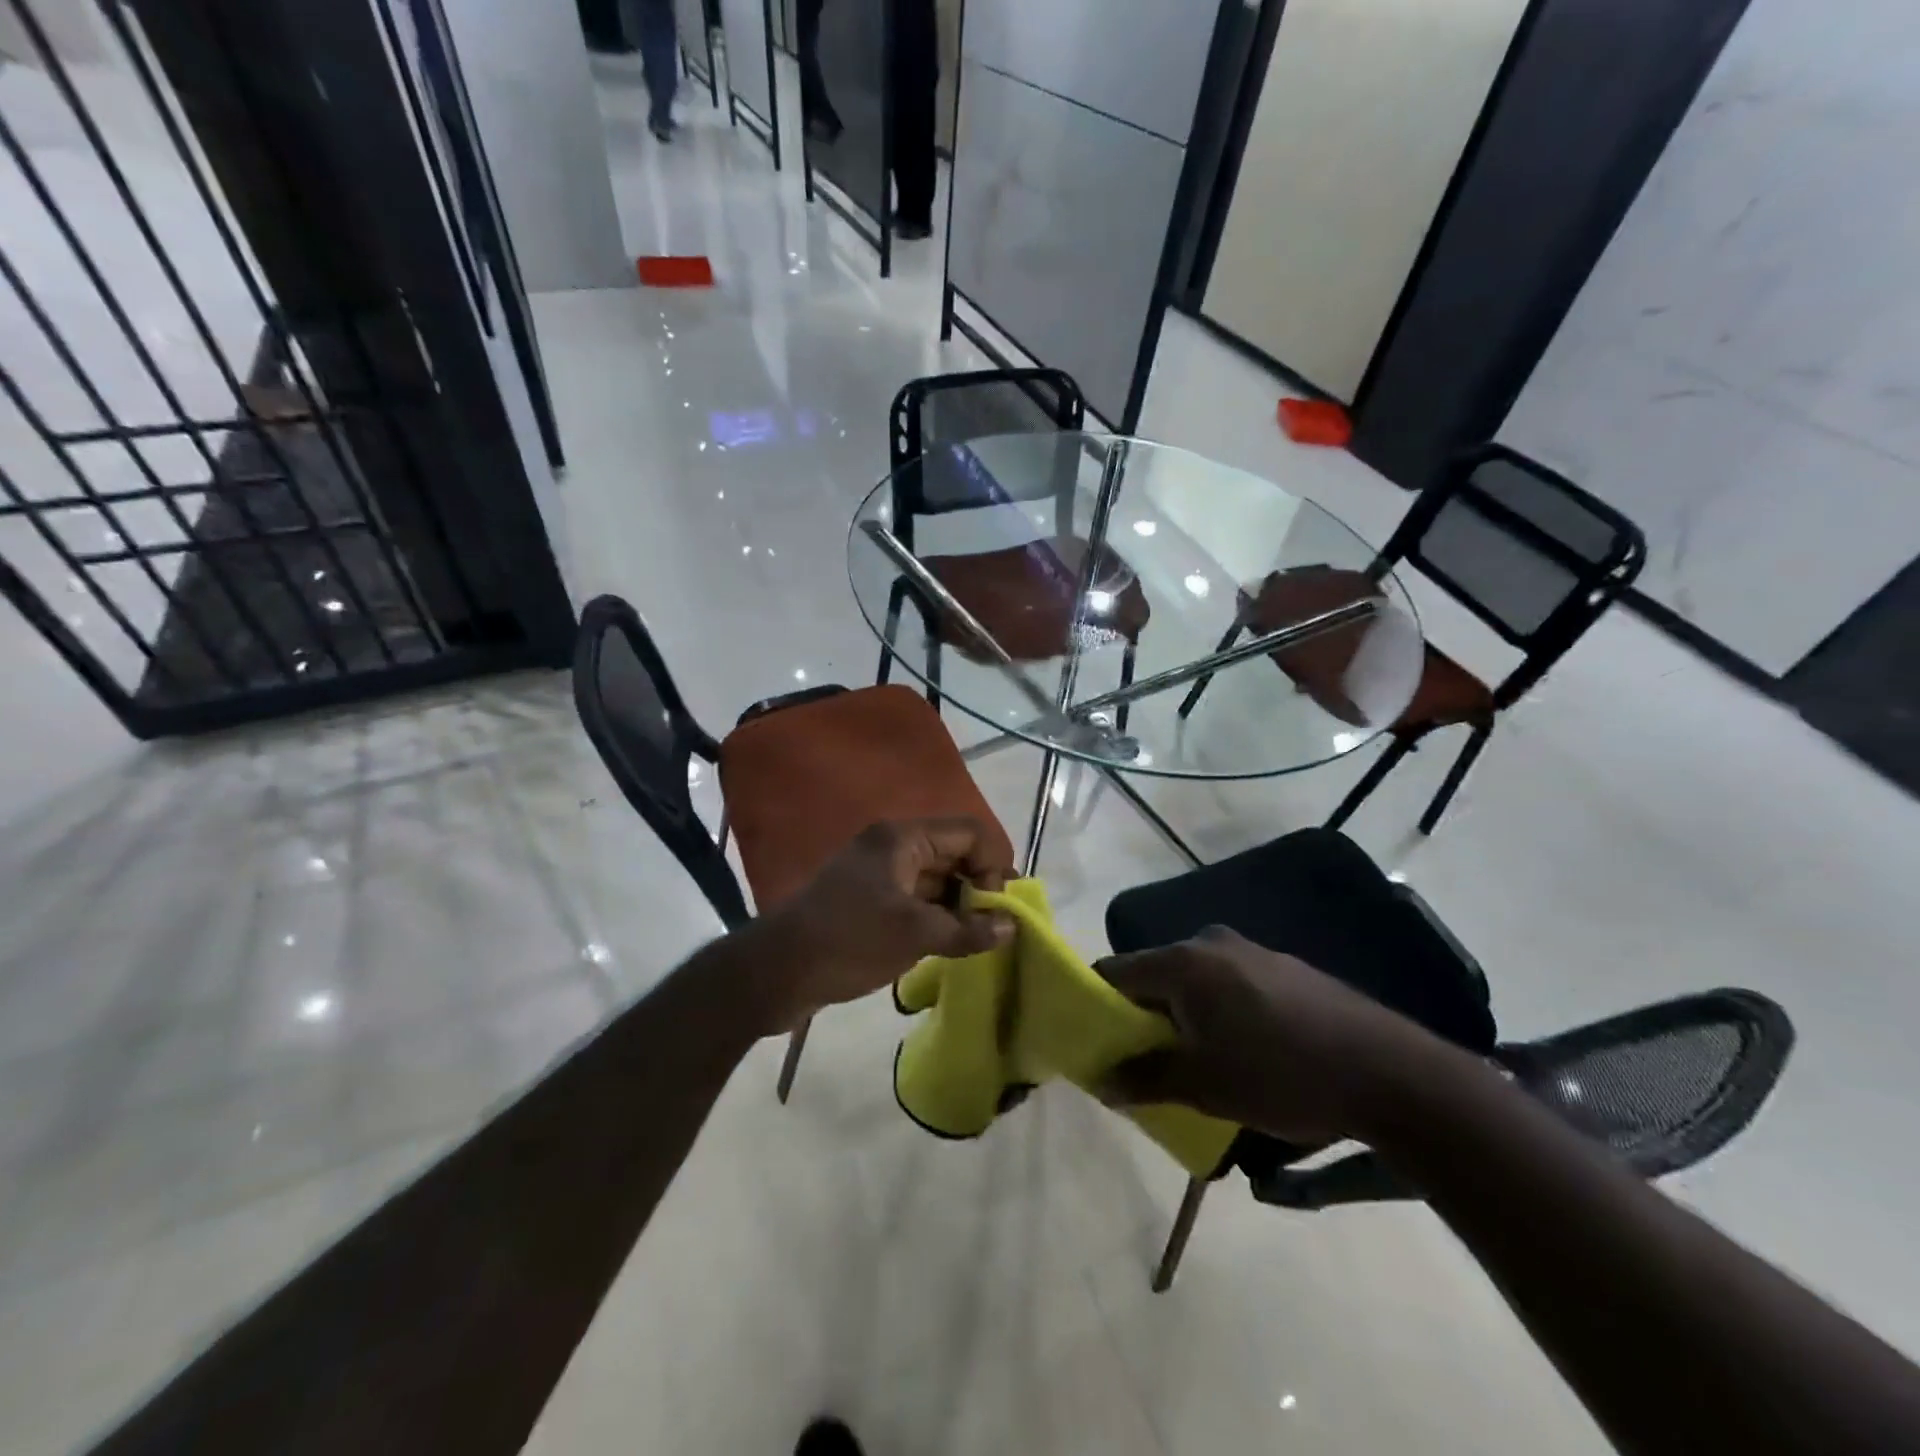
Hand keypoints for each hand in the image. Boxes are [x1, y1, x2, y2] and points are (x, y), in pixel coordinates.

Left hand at [748, 818, 1014, 1028]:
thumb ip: (967, 929)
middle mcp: (893, 846)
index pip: (969, 833)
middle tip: (994, 927)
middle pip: (954, 852)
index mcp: (903, 838)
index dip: (993, 865)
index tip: (998, 908)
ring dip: (959, 904)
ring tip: (975, 940)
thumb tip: (1011, 927)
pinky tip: (948, 944)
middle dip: (979, 886)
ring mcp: (879, 873)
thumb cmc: (848, 941)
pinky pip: (916, 897)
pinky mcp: (869, 899)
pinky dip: (937, 915)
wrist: (775, 971)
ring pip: (936, 878)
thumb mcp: (914, 935)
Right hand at [1097, 926, 1444, 1143]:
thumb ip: (1145, 1079)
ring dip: (1184, 1014)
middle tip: (1149, 1062)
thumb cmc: (1281, 1076)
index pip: (1114, 972)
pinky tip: (1246, 1049)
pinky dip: (1218, 1009)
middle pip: (1153, 974)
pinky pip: (1228, 982)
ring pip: (1193, 979)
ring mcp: (1251, 950)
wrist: (1389, 1073)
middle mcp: (1210, 943)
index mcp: (1182, 963)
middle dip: (1143, 1016)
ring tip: (1200, 1062)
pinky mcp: (1282, 966)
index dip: (1099, 1007)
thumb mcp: (1204, 1087)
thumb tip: (1101, 1083)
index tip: (1100, 1044)